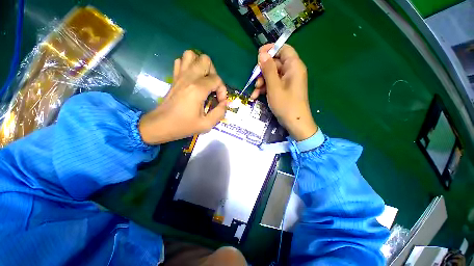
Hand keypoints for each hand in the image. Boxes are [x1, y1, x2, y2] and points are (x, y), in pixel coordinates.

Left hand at [139, 50, 226, 144]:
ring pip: (191, 55)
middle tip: (213, 87)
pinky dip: (189, 65)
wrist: (160, 125)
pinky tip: (192, 78)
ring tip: (203, 80)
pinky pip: (180, 61)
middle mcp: (189, 78)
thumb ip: (220, 112)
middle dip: (214, 73)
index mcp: (198, 89)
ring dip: (201, 65)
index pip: (217, 79)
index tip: (220, 101)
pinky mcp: (174, 77)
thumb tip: (224, 103)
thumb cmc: (183, 126)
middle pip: (205, 60)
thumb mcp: (206, 124)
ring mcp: (179, 75)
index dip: (223, 90)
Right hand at [251, 44, 316, 140]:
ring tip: (255, 92)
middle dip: (262, 72)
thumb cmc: (286, 104)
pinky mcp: (284, 89)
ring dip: (261, 82)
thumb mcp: (274, 86)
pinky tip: (256, 96)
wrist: (294, 122)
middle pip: (275, 64)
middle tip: (254, 81)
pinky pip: (273, 84)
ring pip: (272, 75)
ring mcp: (288, 81)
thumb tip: (262, 54)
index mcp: (294, 66)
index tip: (258, 55)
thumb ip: (268, 69)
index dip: (271, 49)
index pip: (283, 49)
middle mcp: (292, 71)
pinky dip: (265, 89)